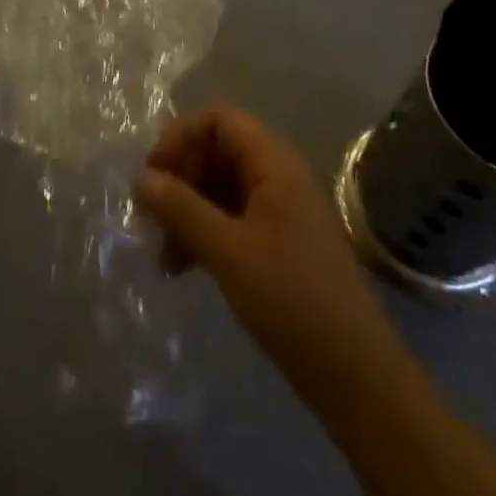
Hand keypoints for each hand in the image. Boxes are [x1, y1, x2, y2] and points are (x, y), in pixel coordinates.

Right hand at [135, 104, 396, 404]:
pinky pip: (229, 219)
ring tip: (161, 253)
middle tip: (149, 216)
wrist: (355, 375)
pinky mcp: (275, 244)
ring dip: (186, 211)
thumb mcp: (228, 251)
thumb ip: (181, 209)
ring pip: (218, 188)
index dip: (181, 136)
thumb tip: (140, 178)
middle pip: (215, 152)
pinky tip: (180, 269)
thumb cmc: (291, 299)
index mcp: (272, 162)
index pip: (218, 119)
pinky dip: (202, 234)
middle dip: (179, 178)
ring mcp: (277, 211)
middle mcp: (275, 176)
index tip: (153, 173)